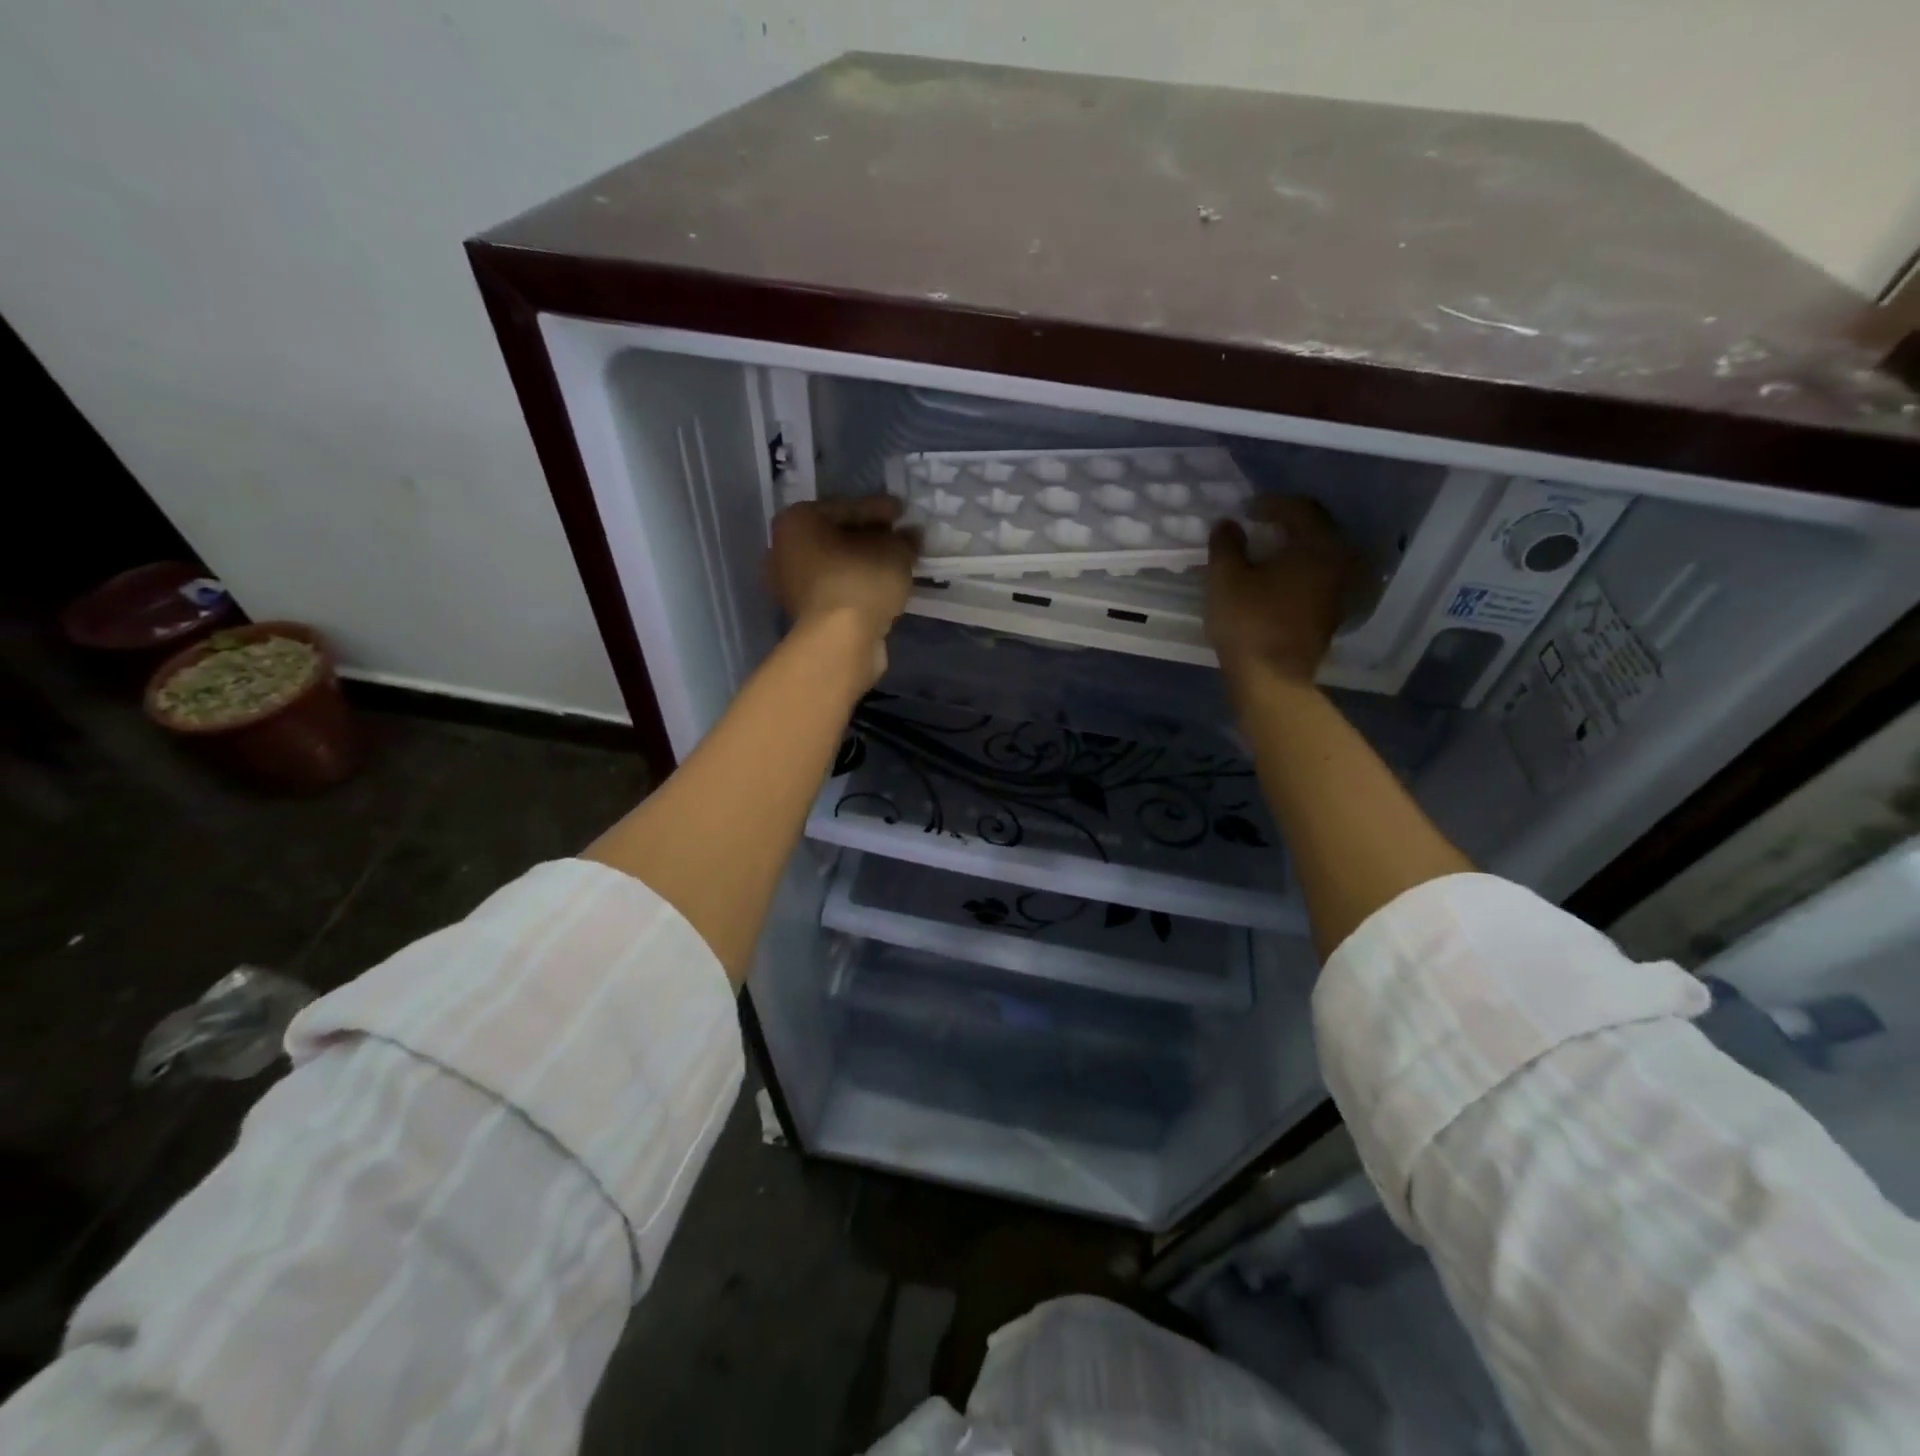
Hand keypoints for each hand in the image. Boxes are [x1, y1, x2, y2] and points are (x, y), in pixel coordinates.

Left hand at [767, 495, 919, 649]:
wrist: (839, 640)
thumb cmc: (860, 580)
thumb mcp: (894, 550)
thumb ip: (904, 539)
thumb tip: (910, 536)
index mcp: (796, 521)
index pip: (846, 507)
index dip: (879, 509)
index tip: (903, 514)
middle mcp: (783, 549)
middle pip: (836, 537)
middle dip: (868, 537)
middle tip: (899, 539)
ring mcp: (789, 585)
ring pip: (835, 566)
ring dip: (863, 564)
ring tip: (894, 566)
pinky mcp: (803, 615)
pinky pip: (836, 589)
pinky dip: (856, 586)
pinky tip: (880, 588)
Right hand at [1206, 496, 1360, 684]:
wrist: (1272, 679)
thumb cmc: (1248, 622)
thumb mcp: (1225, 578)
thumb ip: (1226, 545)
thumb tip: (1228, 524)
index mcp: (1317, 544)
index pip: (1299, 509)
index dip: (1270, 503)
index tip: (1246, 509)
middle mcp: (1339, 561)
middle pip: (1315, 530)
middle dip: (1286, 524)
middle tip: (1258, 525)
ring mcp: (1339, 590)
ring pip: (1319, 555)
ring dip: (1294, 549)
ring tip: (1265, 553)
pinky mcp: (1331, 614)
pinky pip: (1318, 578)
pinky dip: (1298, 571)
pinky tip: (1276, 580)